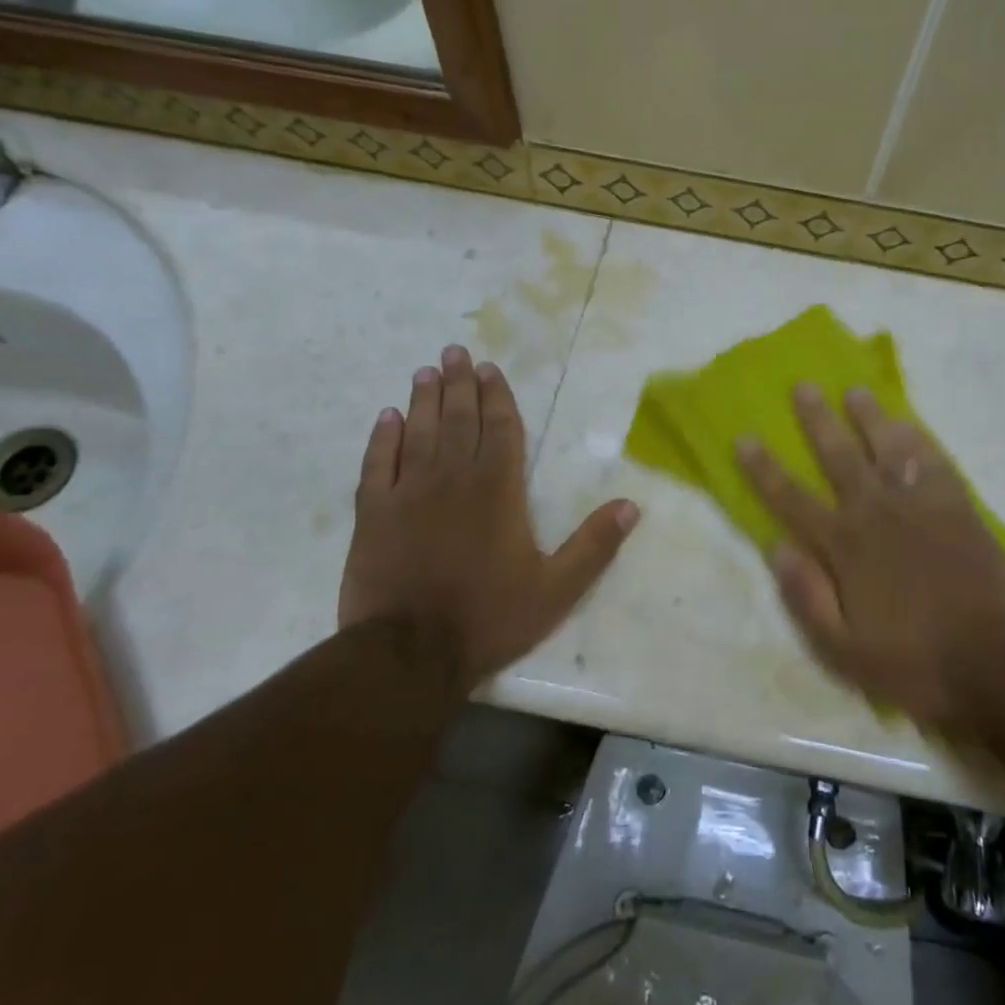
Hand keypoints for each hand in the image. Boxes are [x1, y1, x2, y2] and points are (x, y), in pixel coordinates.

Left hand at [338, 344, 638, 690]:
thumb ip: (594, 545)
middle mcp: (453, 479)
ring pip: (418, 432)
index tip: (489, 369)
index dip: (496, 397)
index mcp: (498, 490)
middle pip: (458, 420)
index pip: (500, 430)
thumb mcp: (556, 589)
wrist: (410, 652)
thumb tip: (632, 505)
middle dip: (460, 384)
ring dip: (424, 399)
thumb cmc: (489, 617)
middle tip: (455, 352)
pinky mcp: (372, 514)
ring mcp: (408, 493)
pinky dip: (381, 438)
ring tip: (426, 371)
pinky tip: (386, 417)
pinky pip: (376, 464)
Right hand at [736, 384, 1004, 734]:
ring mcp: (921, 506)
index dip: (764, 468)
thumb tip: (776, 546)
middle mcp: (876, 513)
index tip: (744, 437)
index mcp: (844, 547)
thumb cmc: (913, 663)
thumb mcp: (842, 650)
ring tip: (856, 390)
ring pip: (889, 447)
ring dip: (870, 417)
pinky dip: (920, 439)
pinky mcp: (959, 508)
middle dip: (817, 420)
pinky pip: (935, 462)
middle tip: (803, 385)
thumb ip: (806, 596)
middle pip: (839, 456)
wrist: (996, 665)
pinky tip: (910, 423)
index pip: (792, 498)